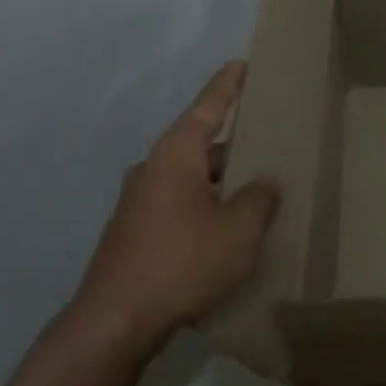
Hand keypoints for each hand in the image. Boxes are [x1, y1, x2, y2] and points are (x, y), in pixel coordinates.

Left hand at [68, 61, 279, 345]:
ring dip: (222, 182)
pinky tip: (228, 231)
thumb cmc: (182, 262)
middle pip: (201, 145)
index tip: (241, 64)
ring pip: (192, 179)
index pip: (207, 108)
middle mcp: (152, 170)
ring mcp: (138, 203)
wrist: (115, 321)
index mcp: (176, 156)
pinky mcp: (135, 232)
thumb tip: (265, 183)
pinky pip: (180, 205)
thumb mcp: (238, 230)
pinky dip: (206, 207)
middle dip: (235, 145)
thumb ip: (259, 199)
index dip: (227, 86)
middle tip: (269, 143)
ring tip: (258, 192)